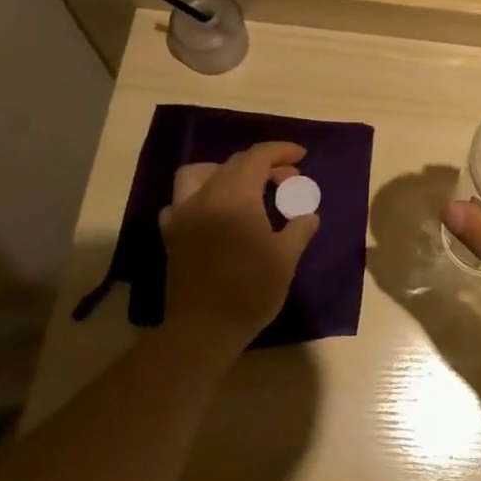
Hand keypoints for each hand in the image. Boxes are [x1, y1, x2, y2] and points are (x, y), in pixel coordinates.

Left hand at [158, 142, 319, 337]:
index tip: (301, 156)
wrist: (203, 330)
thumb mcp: (287, 257)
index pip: (258, 156)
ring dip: (224, 171)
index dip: (281, 150)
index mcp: (236, 197)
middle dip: (264, 164)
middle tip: (287, 180)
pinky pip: (181, 201)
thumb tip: (308, 214)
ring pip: (198, 173)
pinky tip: (214, 212)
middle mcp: (206, 196)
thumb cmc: (251, 290)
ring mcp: (183, 214)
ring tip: (244, 187)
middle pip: (234, 163)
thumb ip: (300, 227)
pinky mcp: (172, 235)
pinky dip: (199, 197)